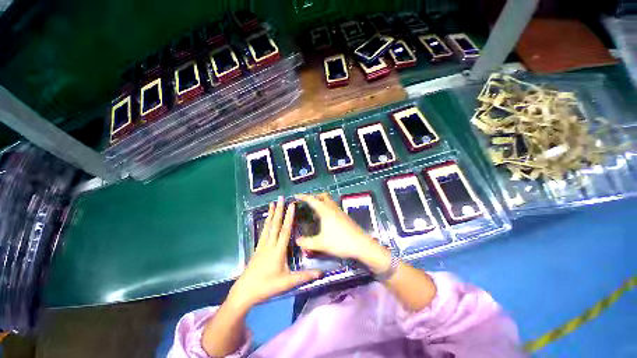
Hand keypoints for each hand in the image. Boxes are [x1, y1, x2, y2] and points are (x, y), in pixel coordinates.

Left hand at [227, 197, 320, 310]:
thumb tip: (321, 272)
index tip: (291, 205)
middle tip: (280, 198)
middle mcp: (270, 244)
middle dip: (279, 210)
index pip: (285, 230)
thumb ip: (304, 276)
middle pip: (275, 224)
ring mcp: (262, 246)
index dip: (289, 217)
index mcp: (278, 250)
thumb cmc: (267, 287)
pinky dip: (265, 224)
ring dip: (271, 214)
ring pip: (268, 227)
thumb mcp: (287, 283)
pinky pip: (263, 233)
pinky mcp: (257, 249)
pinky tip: (266, 220)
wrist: (245, 292)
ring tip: (272, 203)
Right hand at [294, 193, 390, 272]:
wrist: (361, 245)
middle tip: (307, 203)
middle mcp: (332, 208)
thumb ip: (307, 242)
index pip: (312, 200)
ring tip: (314, 212)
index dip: (303, 196)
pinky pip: (333, 207)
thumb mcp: (321, 244)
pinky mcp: (344, 216)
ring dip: (321, 202)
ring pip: (329, 201)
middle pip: (323, 196)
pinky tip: (325, 220)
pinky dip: (326, 208)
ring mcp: (340, 211)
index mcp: (325, 211)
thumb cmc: (340, 242)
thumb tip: (297, 241)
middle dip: (314, 196)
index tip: (296, 195)